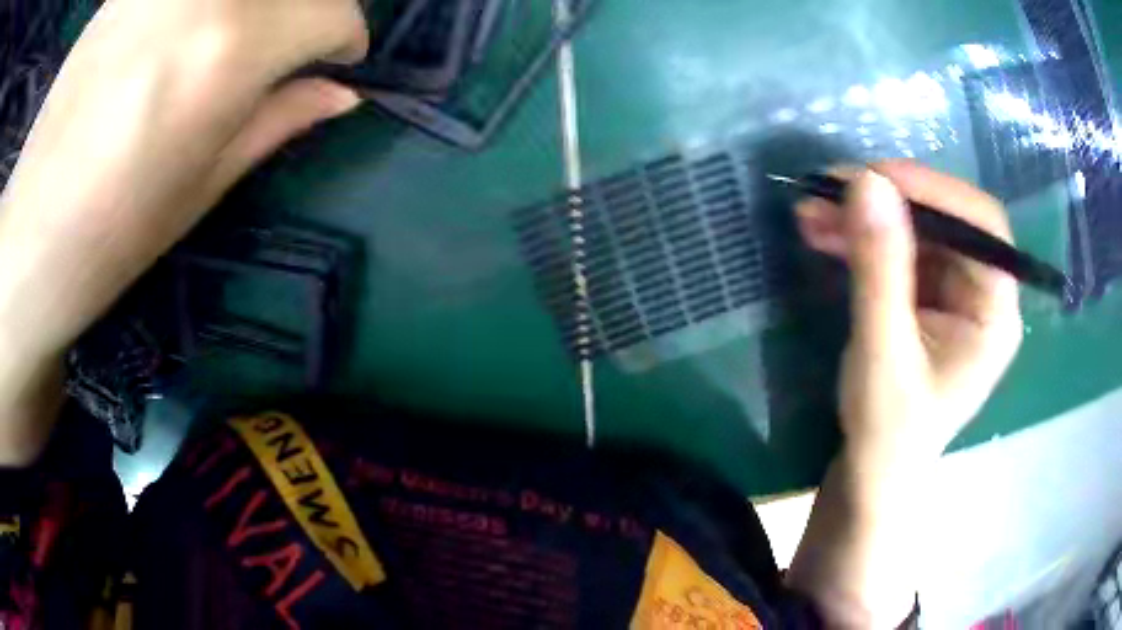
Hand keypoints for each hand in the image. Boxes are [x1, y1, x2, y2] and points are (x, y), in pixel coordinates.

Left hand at [0, 0, 367, 464]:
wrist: (29, 233)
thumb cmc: (112, 232)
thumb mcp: (204, 184)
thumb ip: (278, 118)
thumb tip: (341, 94)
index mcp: (230, 50)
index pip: (331, 13)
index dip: (344, 39)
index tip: (337, 60)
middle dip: (306, 10)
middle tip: (292, 44)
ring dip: (257, 6)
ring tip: (236, 39)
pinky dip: (206, 4)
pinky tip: (187, 28)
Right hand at [795, 161, 1022, 462]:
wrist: (871, 474)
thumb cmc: (887, 432)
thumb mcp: (882, 352)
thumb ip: (879, 269)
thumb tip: (866, 182)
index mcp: (995, 314)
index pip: (983, 227)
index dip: (936, 192)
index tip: (877, 178)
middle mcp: (981, 294)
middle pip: (946, 220)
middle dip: (889, 201)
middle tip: (830, 187)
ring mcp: (953, 293)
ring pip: (916, 230)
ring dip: (865, 216)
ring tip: (811, 209)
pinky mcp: (926, 296)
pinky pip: (897, 249)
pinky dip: (860, 237)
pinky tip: (822, 231)